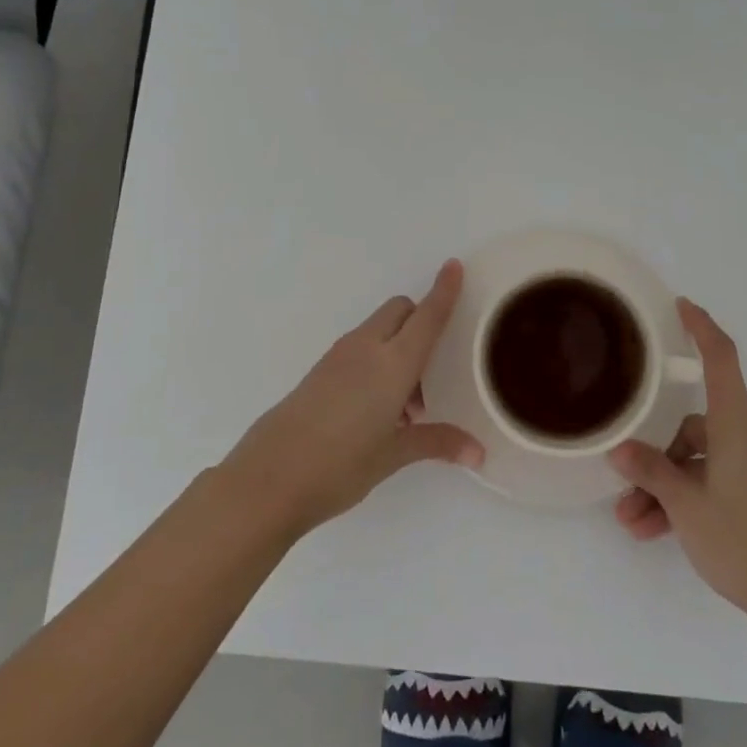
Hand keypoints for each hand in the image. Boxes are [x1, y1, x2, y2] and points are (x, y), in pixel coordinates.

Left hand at [222, 260, 483, 539]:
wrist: (267, 479)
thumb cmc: (339, 466)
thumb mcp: (393, 455)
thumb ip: (437, 443)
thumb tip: (479, 453)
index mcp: (392, 363)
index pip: (427, 316)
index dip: (443, 291)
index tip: (454, 266)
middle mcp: (366, 349)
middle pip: (401, 311)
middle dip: (421, 321)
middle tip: (431, 373)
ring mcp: (338, 357)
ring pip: (379, 330)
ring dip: (399, 348)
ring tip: (405, 408)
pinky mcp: (320, 371)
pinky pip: (359, 349)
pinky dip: (377, 362)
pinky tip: (376, 412)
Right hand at [610, 299, 746, 623]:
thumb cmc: (742, 539)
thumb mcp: (685, 504)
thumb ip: (650, 471)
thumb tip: (619, 450)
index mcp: (739, 424)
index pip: (721, 359)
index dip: (701, 328)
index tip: (682, 306)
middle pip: (694, 429)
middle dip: (657, 459)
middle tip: (625, 492)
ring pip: (702, 461)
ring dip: (667, 488)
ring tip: (635, 523)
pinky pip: (717, 480)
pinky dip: (690, 498)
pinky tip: (658, 530)